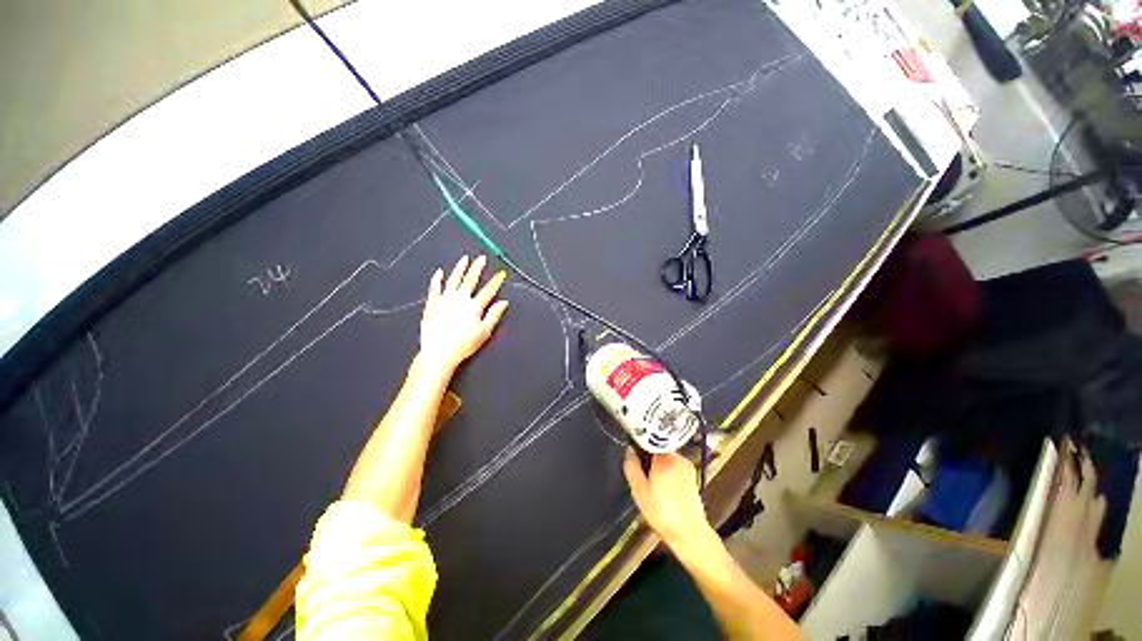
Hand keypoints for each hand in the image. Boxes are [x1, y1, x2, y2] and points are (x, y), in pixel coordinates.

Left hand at [419, 255, 509, 372]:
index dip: (496, 281)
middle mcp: (460, 298)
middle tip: (481, 258)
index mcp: (474, 306)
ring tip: (464, 259)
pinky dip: (437, 279)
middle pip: (470, 280)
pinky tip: (439, 272)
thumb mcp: (483, 333)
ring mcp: (445, 299)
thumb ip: (493, 316)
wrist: (438, 352)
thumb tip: (503, 303)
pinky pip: (435, 287)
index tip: (501, 273)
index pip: (488, 290)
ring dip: (460, 268)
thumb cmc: (462, 346)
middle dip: (477, 268)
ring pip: (454, 279)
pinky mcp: (432, 303)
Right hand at [623, 449, 713, 553]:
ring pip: (669, 459)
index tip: (633, 454)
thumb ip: (632, 468)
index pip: (651, 441)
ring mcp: (688, 468)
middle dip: (650, 459)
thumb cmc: (661, 513)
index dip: (640, 446)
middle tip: (642, 477)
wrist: (687, 529)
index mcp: (665, 460)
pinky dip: (669, 474)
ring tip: (654, 487)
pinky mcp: (693, 477)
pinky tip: (665, 491)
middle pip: (660, 450)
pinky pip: (677, 468)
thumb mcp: (639, 491)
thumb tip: (628, 451)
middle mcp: (679, 459)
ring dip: (660, 467)